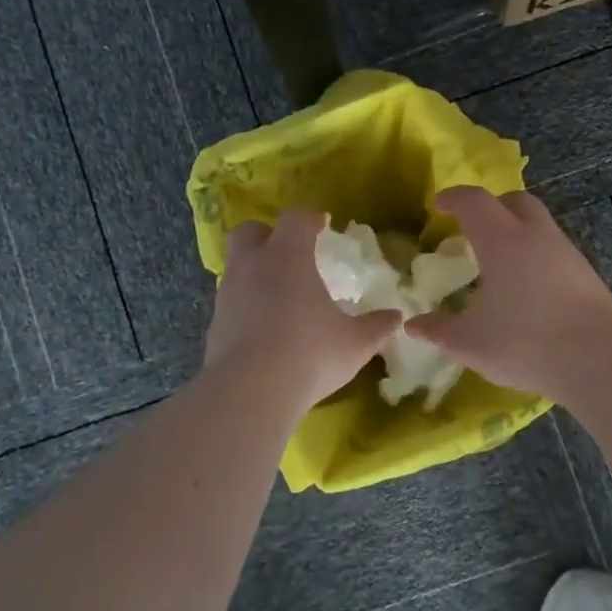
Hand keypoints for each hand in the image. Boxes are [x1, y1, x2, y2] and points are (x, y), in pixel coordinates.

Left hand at [204, 209, 401, 410]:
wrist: (249, 391)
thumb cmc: (309, 353)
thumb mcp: (355, 343)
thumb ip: (377, 327)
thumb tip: (396, 318)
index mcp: (288, 256)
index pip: (296, 219)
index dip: (310, 219)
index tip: (323, 228)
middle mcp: (252, 265)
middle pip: (250, 231)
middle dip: (268, 235)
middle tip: (290, 254)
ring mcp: (228, 294)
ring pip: (236, 266)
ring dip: (255, 271)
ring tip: (279, 295)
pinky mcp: (214, 323)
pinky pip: (231, 300)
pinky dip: (246, 304)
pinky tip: (263, 327)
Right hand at [407, 187, 611, 402]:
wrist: (599, 360)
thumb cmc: (525, 342)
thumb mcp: (470, 342)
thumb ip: (439, 330)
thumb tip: (414, 326)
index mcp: (502, 240)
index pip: (474, 201)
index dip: (454, 198)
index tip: (439, 205)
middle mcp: (536, 235)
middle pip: (515, 201)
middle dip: (491, 207)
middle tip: (473, 229)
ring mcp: (566, 253)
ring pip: (538, 226)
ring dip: (516, 233)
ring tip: (499, 265)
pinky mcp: (587, 275)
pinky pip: (554, 251)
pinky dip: (535, 257)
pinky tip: (527, 290)